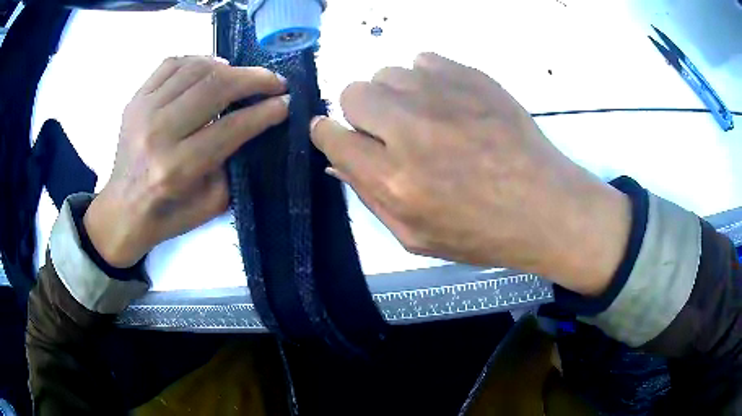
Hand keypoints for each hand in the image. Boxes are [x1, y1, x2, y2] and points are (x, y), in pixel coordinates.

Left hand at [84, 56, 288, 267]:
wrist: (123, 211)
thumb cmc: (168, 215)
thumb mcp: (211, 202)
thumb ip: (234, 162)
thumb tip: (255, 123)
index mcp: (178, 167)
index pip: (232, 126)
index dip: (266, 111)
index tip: (287, 102)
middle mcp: (158, 132)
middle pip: (215, 86)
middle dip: (255, 79)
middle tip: (275, 81)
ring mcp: (143, 110)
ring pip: (196, 68)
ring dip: (230, 68)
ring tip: (243, 76)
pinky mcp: (135, 100)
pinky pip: (172, 63)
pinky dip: (198, 60)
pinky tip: (211, 69)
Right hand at [311, 53, 630, 294]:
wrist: (545, 207)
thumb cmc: (483, 233)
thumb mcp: (417, 237)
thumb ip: (370, 198)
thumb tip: (338, 164)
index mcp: (394, 179)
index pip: (332, 137)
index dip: (328, 134)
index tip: (338, 136)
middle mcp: (411, 130)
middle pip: (354, 93)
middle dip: (360, 112)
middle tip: (388, 131)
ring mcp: (444, 97)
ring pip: (388, 73)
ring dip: (395, 95)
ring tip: (423, 116)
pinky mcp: (471, 77)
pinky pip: (424, 60)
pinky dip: (425, 78)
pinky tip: (446, 102)